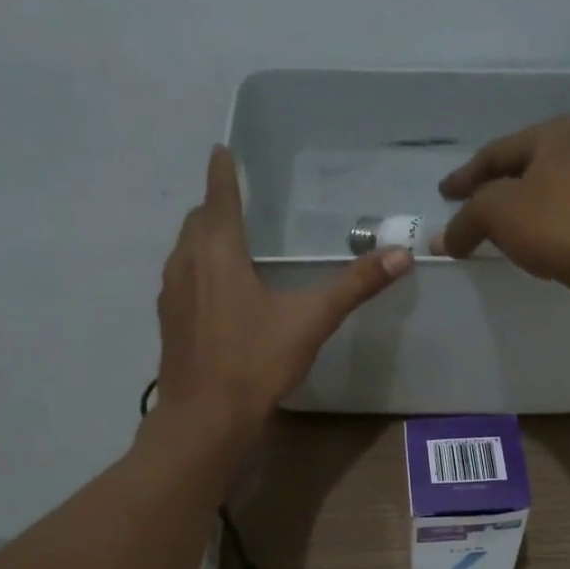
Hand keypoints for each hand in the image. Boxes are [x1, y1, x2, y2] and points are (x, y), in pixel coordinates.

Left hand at [155, 145, 410, 436]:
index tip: (221, 151)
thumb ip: (354, 286)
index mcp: (218, 252)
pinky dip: (197, 270)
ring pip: (185, 251)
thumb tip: (401, 255)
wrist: (206, 417)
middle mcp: (187, 263)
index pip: (219, 197)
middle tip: (235, 202)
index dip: (223, 173)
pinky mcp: (168, 322)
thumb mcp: (311, 321)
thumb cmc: (256, 362)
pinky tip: (216, 293)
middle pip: (198, 222)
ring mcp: (171, 294)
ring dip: (203, 239)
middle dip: (215, 207)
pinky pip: (182, 280)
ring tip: (227, 243)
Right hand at [434, 116, 569, 298]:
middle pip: (527, 166)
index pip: (497, 151)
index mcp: (557, 132)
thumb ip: (465, 221)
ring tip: (502, 228)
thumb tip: (442, 239)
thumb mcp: (497, 214)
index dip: (465, 176)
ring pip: (552, 189)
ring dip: (524, 207)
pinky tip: (538, 241)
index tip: (445, 195)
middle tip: (472, 208)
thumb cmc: (557, 225)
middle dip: (496, 188)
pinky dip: (548, 222)